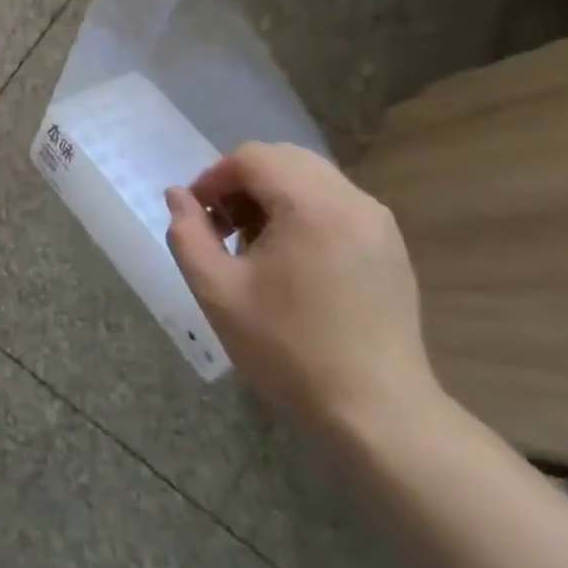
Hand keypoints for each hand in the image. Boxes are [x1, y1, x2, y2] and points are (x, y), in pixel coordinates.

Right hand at [164, 142, 440, 435]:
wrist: (375, 409)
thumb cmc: (287, 348)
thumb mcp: (217, 291)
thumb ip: (188, 234)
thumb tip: (177, 196)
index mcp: (312, 206)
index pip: (252, 158)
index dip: (213, 178)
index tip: (196, 217)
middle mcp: (353, 201)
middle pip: (284, 160)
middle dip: (241, 183)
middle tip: (220, 229)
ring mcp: (378, 223)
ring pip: (311, 179)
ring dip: (271, 196)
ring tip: (251, 247)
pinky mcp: (389, 247)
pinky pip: (335, 205)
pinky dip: (301, 212)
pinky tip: (288, 261)